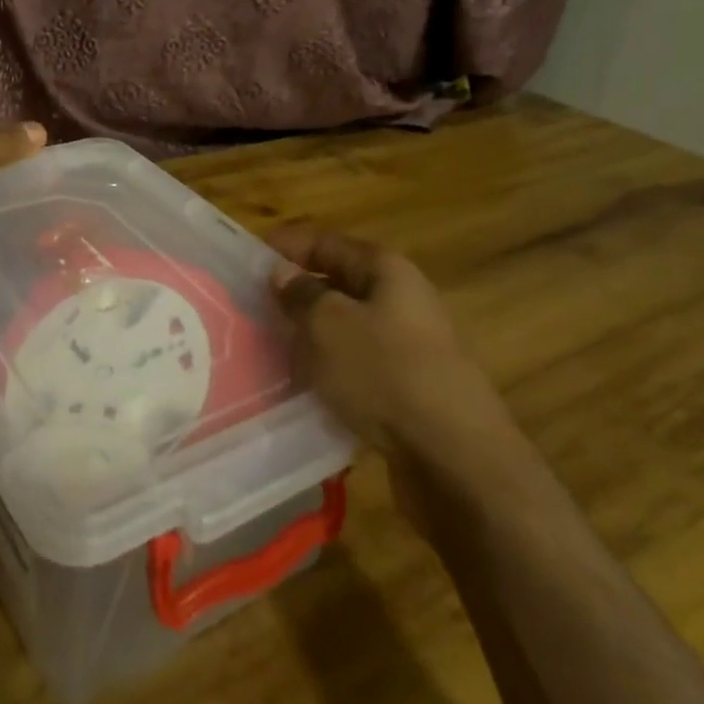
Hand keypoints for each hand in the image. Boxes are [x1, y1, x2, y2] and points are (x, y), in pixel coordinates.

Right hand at [268, 223, 517, 515]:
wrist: (456, 461)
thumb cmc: (385, 373)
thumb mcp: (328, 325)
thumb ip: (301, 295)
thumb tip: (283, 273)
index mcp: (387, 271)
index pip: (327, 243)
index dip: (287, 246)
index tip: (247, 259)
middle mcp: (404, 301)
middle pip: (340, 285)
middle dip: (297, 294)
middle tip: (252, 306)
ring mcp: (411, 349)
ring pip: (349, 330)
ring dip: (312, 336)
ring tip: (270, 348)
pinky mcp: (411, 392)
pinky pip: (360, 369)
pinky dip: (332, 372)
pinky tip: (305, 388)